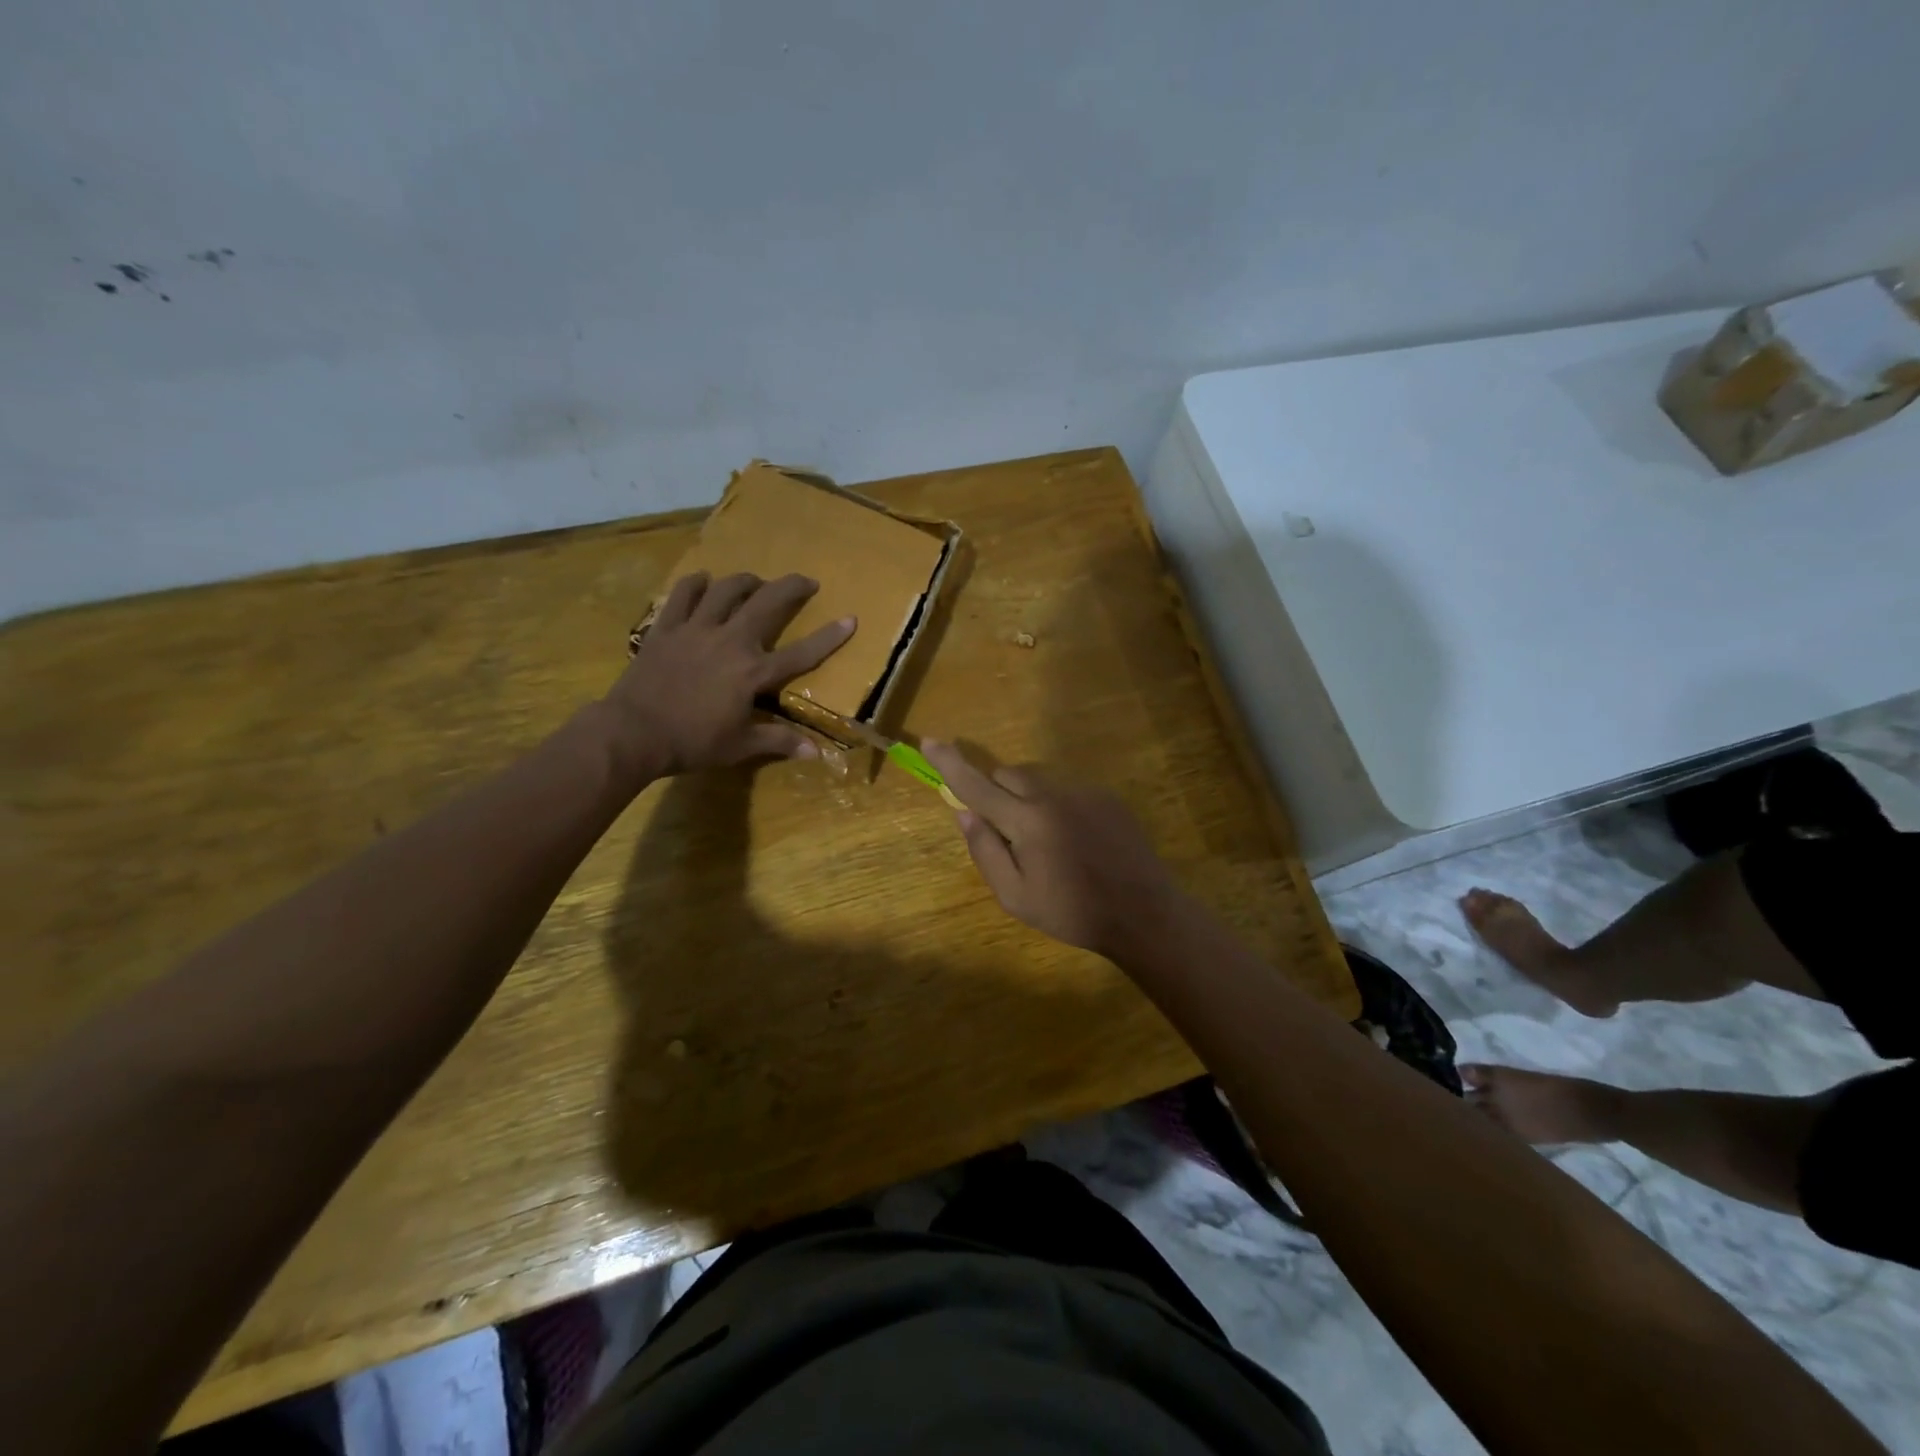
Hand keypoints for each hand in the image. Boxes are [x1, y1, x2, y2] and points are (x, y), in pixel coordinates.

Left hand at [603, 571, 855, 778]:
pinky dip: (696, 584)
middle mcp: (731, 641)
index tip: (850, 618)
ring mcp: (697, 629)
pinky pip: (683, 595)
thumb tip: (816, 753)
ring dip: (746, 581)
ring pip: (727, 589)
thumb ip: (778, 741)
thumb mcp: (739, 746)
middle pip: (767, 602)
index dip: (830, 636)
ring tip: (755, 582)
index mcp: (753, 672)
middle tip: (805, 581)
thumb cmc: (691, 742)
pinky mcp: (667, 628)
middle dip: (791, 586)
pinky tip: (703, 582)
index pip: (802, 653)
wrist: (633, 732)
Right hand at [922, 743, 1182, 957]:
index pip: (977, 785)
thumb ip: (986, 851)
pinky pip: (1067, 791)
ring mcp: (1084, 792)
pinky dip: (1057, 806)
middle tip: (1005, 832)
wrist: (1143, 912)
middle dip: (996, 792)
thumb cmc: (1073, 912)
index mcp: (1027, 821)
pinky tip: (1075, 841)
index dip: (950, 763)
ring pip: (1039, 781)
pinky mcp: (1107, 797)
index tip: (930, 741)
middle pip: (1008, 775)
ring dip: (1028, 800)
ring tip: (1048, 844)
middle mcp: (1053, 795)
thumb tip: (964, 814)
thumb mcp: (1016, 896)